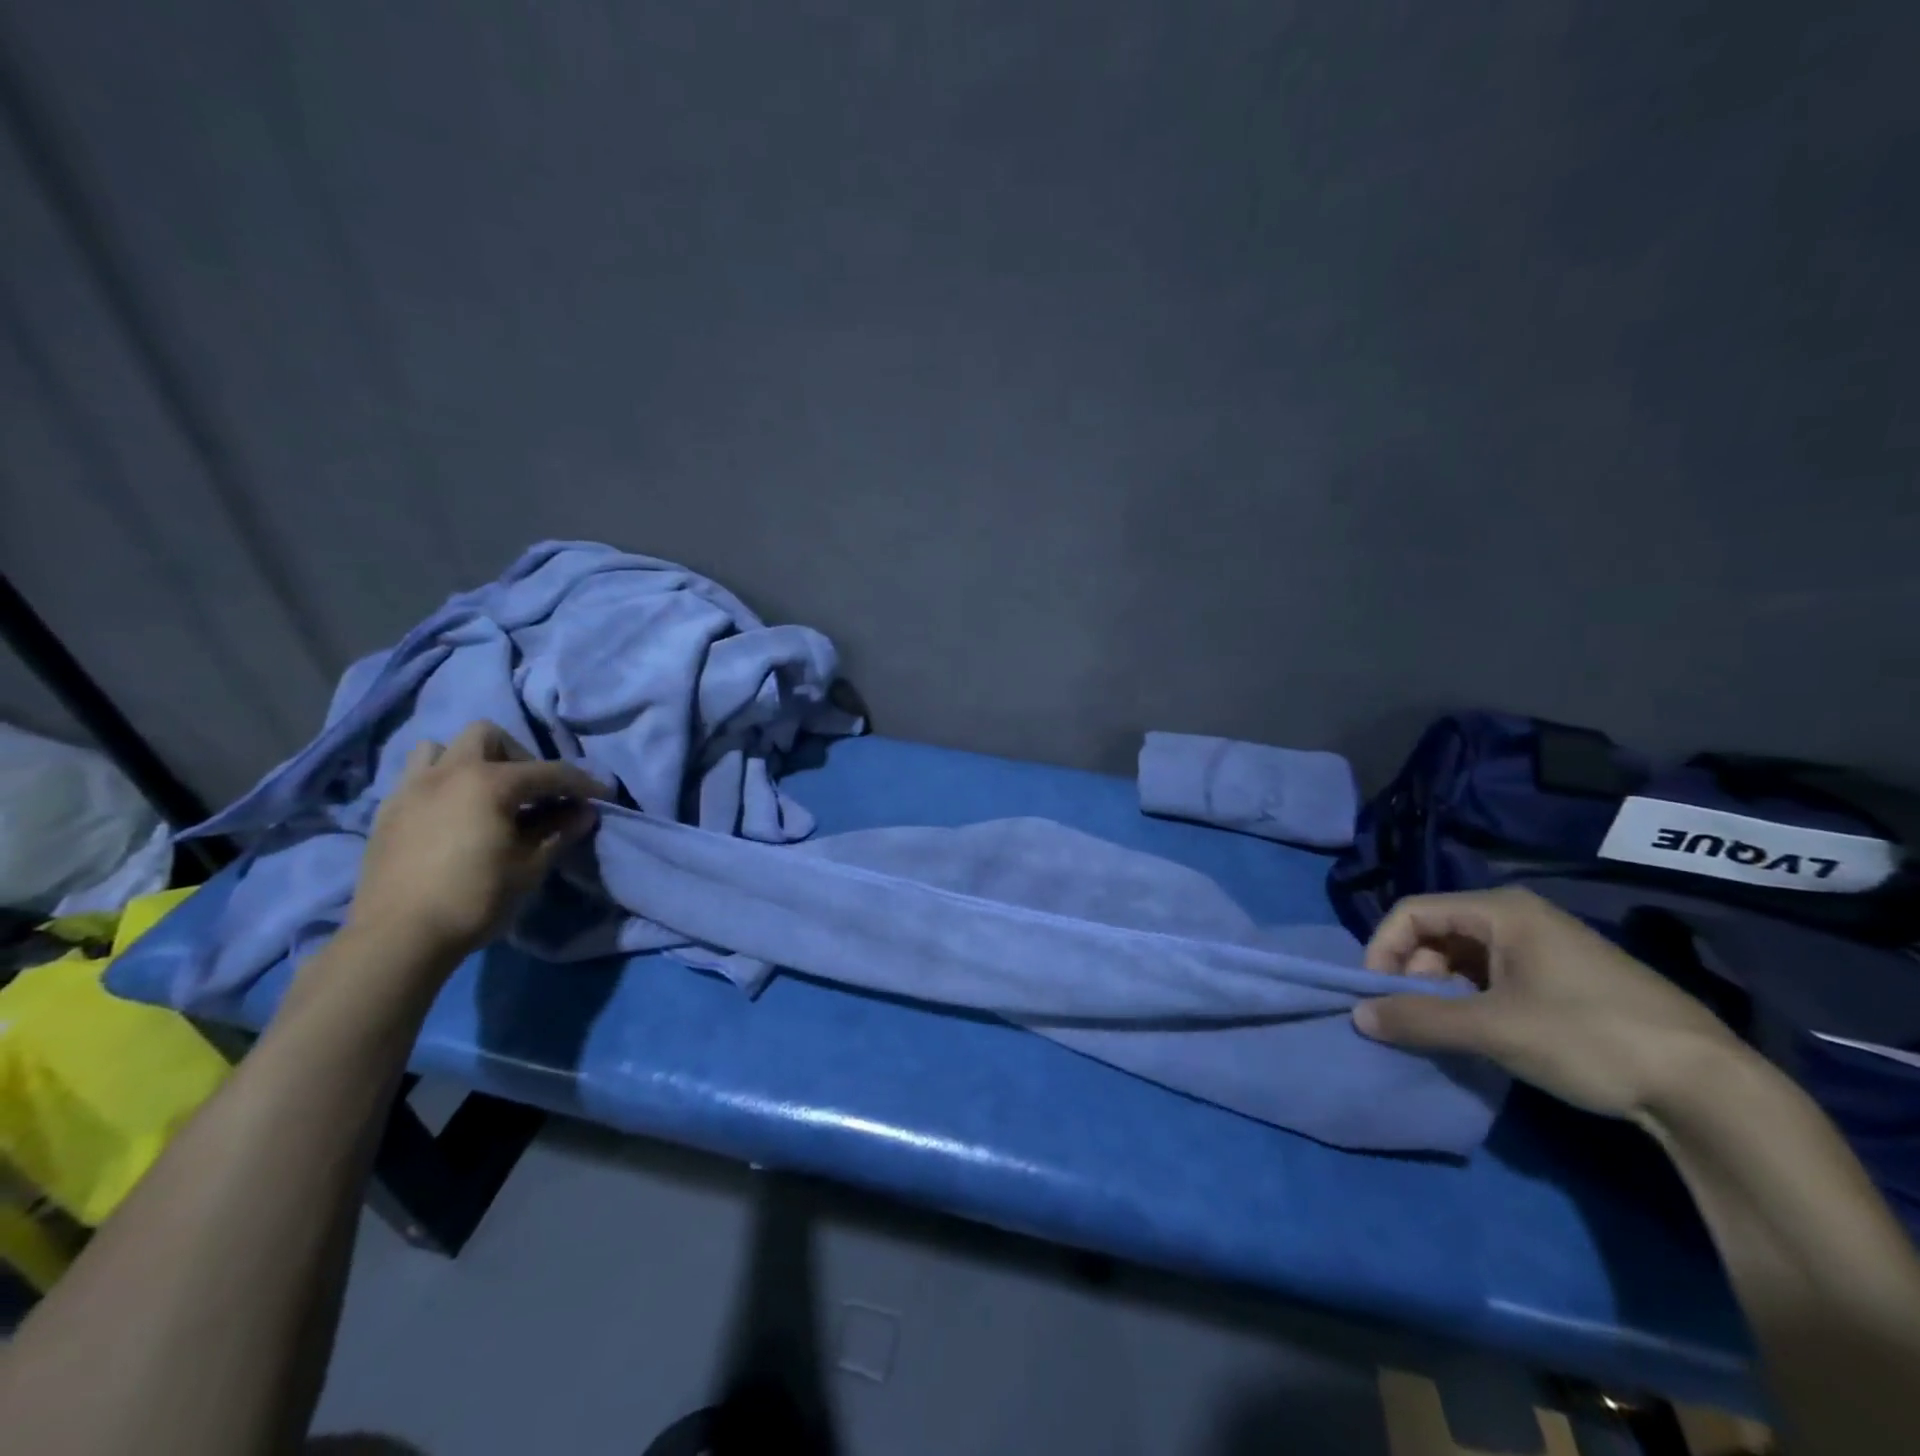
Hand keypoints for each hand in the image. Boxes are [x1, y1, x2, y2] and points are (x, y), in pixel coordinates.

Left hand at [345, 721, 608, 968]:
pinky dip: (442, 783)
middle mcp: (449, 773)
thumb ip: (558, 832)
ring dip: (470, 761)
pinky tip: (454, 815)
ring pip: (442, 748)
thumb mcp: (529, 867)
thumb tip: (584, 813)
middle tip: (533, 790)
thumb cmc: (474, 898)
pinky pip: (417, 777)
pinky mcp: (388, 812)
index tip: (602, 794)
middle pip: (488, 736)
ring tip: (485, 794)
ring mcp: (412, 789)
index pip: (549, 772)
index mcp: (489, 783)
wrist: (397, 937)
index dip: (581, 783)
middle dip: (518, 755)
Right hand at [1352, 887, 1748, 1122]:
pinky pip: (1495, 977)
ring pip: (1465, 958)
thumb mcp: (1493, 1029)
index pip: (1412, 913)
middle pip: (1437, 933)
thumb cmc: (1589, 1038)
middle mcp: (1520, 917)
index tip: (1377, 996)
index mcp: (1502, 910)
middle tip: (1413, 1017)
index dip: (1383, 950)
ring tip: (1446, 1030)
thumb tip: (1358, 1017)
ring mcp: (1547, 948)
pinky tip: (1482, 1034)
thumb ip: (1419, 1019)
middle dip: (1413, 973)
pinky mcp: (1565, 979)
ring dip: (1442, 991)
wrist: (1711, 1089)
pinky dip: (1473, 1000)